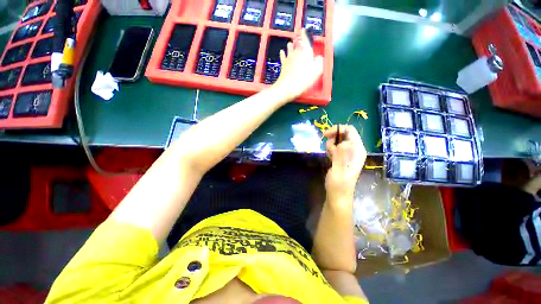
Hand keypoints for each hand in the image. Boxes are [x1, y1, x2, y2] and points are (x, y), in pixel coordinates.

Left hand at [273, 29, 323, 100]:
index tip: (303, 29)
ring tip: (291, 43)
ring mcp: (289, 57)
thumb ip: (319, 62)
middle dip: (298, 39)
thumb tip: (318, 58)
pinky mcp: (283, 63)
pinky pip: (282, 55)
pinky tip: (282, 51)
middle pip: (297, 42)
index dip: (304, 33)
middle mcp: (297, 52)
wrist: (288, 87)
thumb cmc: (304, 79)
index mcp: (306, 51)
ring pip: (289, 47)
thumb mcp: (316, 71)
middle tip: (299, 37)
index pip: (305, 38)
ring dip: (291, 44)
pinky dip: (283, 52)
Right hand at [323, 125, 366, 207]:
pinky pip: (336, 147)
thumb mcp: (339, 168)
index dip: (337, 129)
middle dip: (333, 138)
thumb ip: (341, 154)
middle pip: (344, 134)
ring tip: (329, 155)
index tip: (325, 135)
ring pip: (338, 140)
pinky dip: (331, 149)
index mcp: (357, 150)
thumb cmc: (339, 184)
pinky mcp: (343, 157)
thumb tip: (342, 142)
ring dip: (331, 144)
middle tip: (328, 148)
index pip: (350, 131)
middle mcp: (355, 150)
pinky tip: (330, 157)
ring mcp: (349, 153)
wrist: (337, 195)